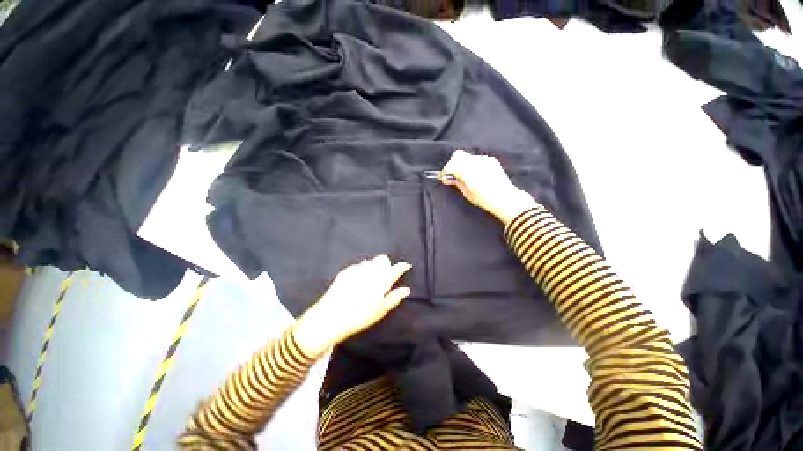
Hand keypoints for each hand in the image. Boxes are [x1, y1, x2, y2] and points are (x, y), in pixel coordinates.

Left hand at [293, 255, 411, 355]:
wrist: (331, 318)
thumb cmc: (360, 317)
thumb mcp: (381, 310)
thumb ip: (395, 297)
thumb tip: (407, 289)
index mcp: (381, 282)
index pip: (395, 269)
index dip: (402, 266)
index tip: (406, 265)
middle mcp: (370, 272)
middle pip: (383, 259)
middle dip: (386, 265)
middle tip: (384, 277)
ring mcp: (357, 270)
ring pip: (371, 261)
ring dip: (374, 266)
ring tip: (370, 279)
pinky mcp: (346, 271)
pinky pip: (358, 265)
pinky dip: (361, 270)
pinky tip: (358, 281)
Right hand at [442, 149, 537, 223]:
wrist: (505, 198)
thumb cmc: (485, 199)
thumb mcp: (467, 193)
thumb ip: (457, 183)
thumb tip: (448, 178)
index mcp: (468, 172)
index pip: (451, 165)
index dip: (446, 171)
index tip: (444, 177)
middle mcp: (476, 162)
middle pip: (458, 155)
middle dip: (453, 164)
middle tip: (453, 175)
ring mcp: (484, 159)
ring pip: (467, 156)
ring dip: (462, 164)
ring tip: (465, 175)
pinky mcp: (491, 160)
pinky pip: (476, 159)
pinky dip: (472, 164)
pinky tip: (475, 174)